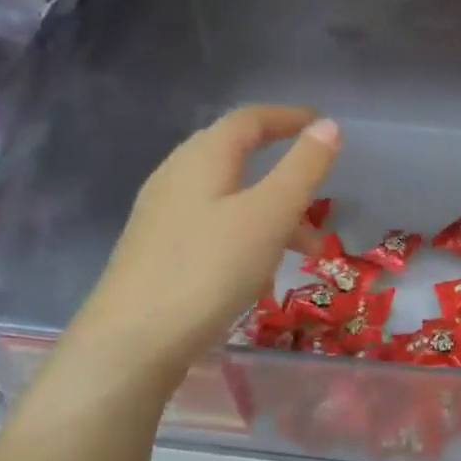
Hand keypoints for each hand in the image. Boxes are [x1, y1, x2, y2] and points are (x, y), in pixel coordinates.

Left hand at [66, 105, 339, 377]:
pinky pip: (214, 227)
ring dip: (272, 211)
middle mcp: (177, 176)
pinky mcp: (158, 251)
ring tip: (307, 249)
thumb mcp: (270, 214)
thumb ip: (303, 168)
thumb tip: (328, 126)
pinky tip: (261, 273)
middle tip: (319, 189)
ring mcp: (162, 215)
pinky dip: (248, 235)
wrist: (132, 343)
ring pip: (229, 197)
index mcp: (203, 157)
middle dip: (284, 169)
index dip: (288, 117)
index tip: (322, 126)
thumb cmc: (209, 268)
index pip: (249, 119)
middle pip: (236, 155)